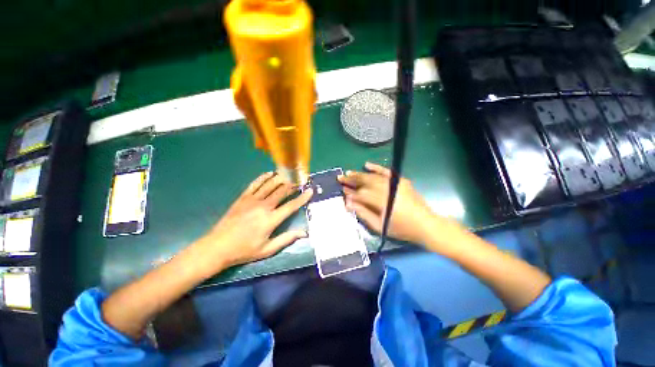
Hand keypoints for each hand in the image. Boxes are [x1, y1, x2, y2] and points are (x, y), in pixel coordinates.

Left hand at [194, 172, 312, 274]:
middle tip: (301, 181)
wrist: (217, 247)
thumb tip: (304, 233)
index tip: (310, 190)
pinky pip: (255, 184)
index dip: (302, 198)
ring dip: (281, 179)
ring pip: (270, 185)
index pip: (291, 206)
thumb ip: (286, 239)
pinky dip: (263, 177)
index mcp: (271, 220)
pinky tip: (270, 173)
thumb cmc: (244, 250)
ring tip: (289, 175)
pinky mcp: (243, 198)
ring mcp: (252, 200)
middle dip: (293, 185)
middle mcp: (263, 206)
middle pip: (282, 191)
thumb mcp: (267, 249)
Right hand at [338, 162, 456, 245]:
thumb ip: (363, 213)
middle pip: (365, 182)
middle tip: (340, 177)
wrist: (426, 225)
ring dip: (360, 174)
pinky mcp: (401, 181)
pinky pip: (386, 172)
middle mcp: (387, 189)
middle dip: (352, 180)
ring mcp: (395, 183)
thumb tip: (348, 203)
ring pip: (373, 177)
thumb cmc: (402, 229)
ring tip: (349, 173)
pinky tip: (367, 164)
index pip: (361, 194)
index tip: (342, 190)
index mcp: (382, 202)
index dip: (351, 193)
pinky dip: (376, 168)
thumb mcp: (380, 226)